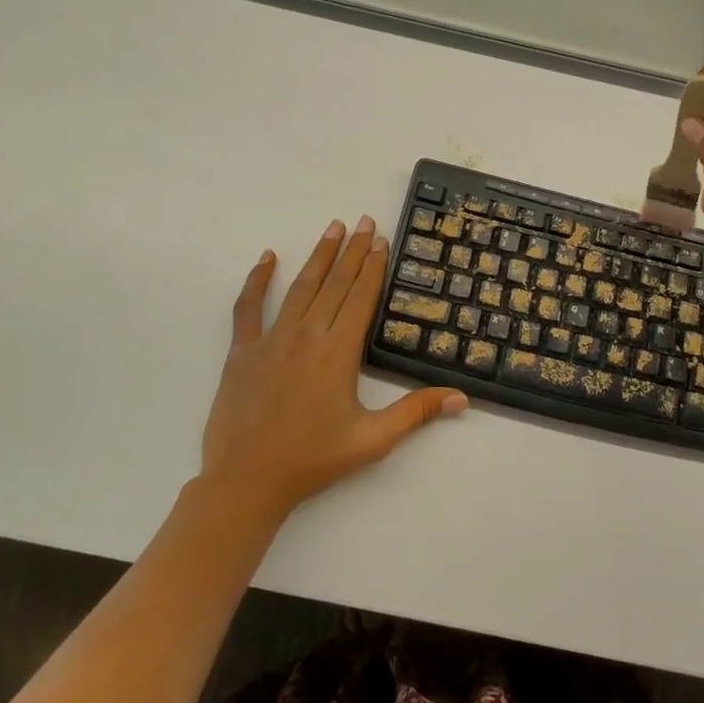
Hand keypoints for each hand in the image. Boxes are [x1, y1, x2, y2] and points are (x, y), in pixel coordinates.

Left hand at [197, 217, 467, 524]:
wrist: (246, 481)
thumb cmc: (313, 460)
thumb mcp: (372, 440)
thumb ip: (416, 413)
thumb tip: (461, 398)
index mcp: (338, 352)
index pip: (361, 298)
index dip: (373, 267)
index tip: (381, 240)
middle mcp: (307, 335)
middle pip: (335, 284)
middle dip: (353, 251)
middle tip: (364, 221)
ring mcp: (271, 339)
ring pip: (300, 287)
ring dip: (319, 256)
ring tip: (333, 227)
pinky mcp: (242, 350)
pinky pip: (248, 307)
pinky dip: (257, 280)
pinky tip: (267, 258)